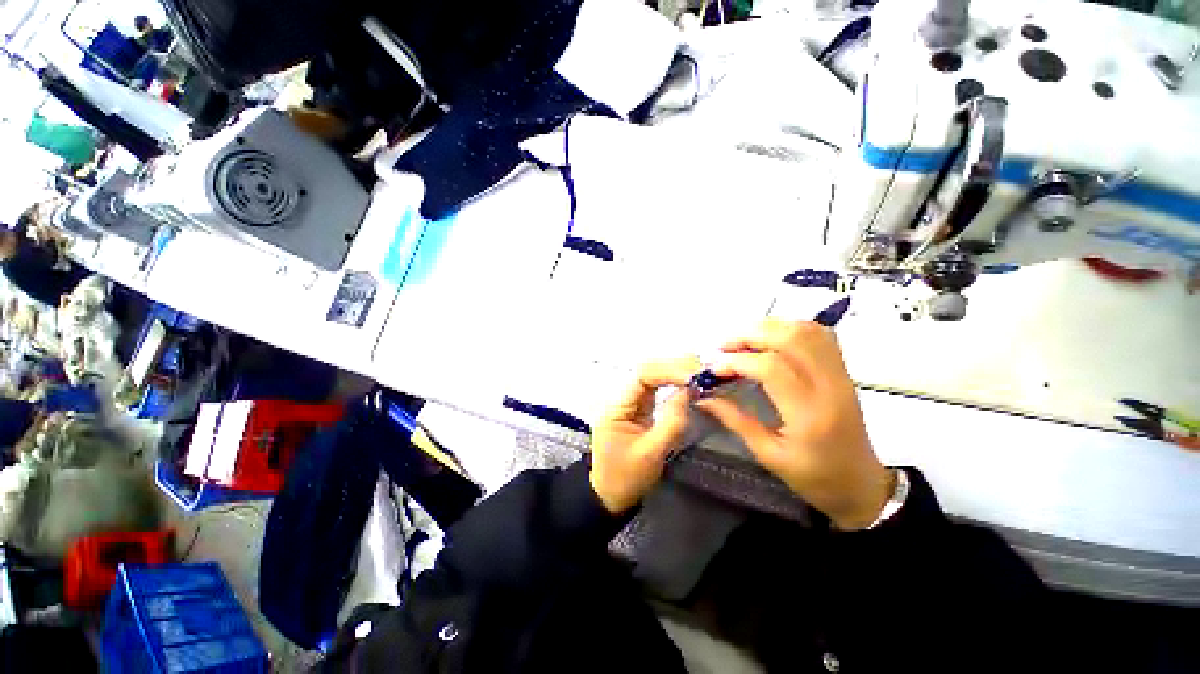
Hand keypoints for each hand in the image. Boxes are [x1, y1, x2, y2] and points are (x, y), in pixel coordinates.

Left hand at [589, 358, 699, 514]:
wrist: (611, 495)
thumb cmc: (626, 477)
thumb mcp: (651, 454)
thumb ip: (671, 422)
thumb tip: (690, 392)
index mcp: (616, 407)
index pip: (642, 376)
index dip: (668, 371)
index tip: (694, 376)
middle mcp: (622, 398)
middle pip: (647, 371)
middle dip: (674, 367)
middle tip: (702, 370)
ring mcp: (631, 402)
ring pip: (653, 376)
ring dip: (676, 372)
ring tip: (700, 373)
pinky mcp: (640, 408)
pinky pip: (657, 388)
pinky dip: (674, 382)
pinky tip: (689, 382)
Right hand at [695, 319, 891, 529]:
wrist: (862, 485)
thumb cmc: (814, 477)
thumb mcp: (768, 455)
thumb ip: (735, 420)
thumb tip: (703, 397)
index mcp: (810, 415)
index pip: (771, 368)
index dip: (737, 361)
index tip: (712, 368)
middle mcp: (830, 387)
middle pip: (791, 339)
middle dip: (749, 335)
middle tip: (723, 347)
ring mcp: (840, 375)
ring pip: (806, 331)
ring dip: (769, 327)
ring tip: (742, 340)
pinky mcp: (842, 370)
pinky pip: (819, 334)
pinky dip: (790, 327)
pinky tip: (770, 338)